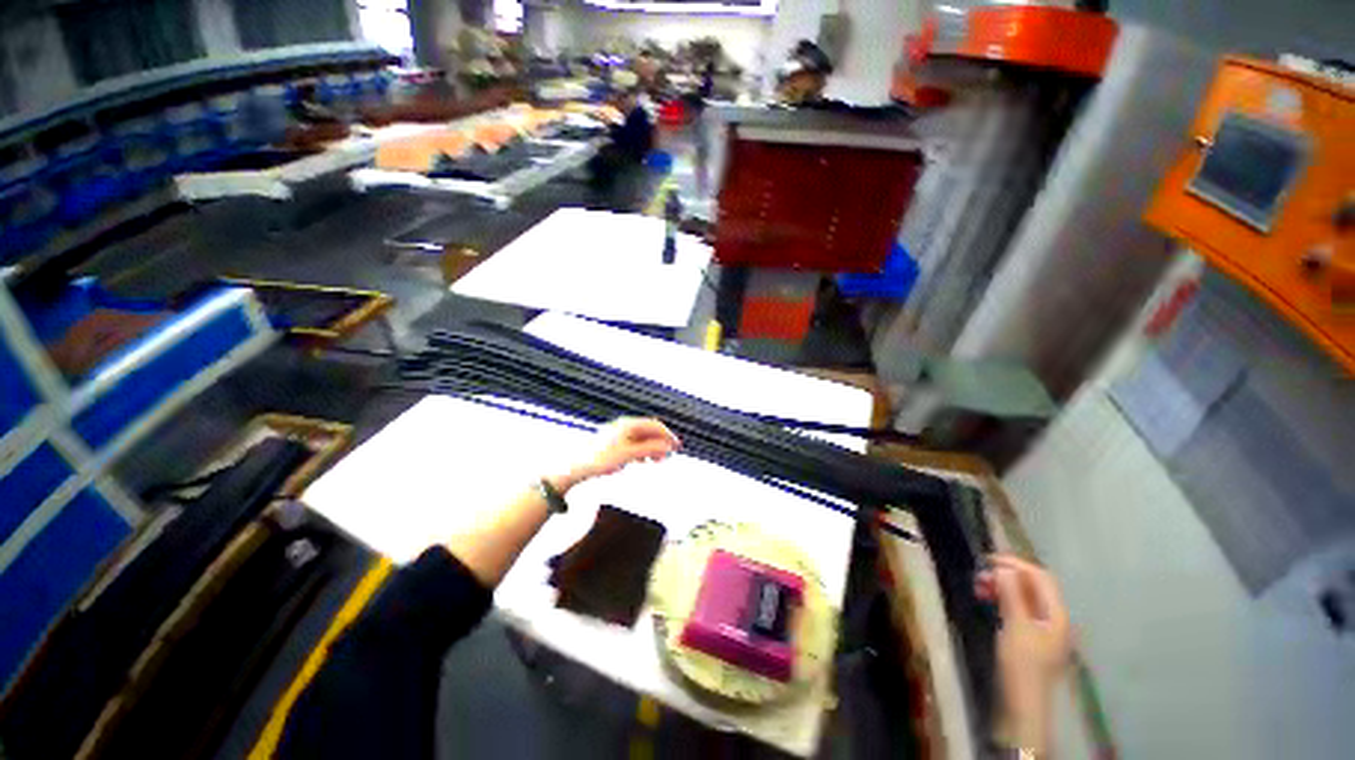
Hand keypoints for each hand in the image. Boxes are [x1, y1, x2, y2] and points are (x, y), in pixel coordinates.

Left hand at [550, 418, 679, 492]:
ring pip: (642, 438)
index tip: (677, 447)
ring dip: (652, 447)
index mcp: (628, 425)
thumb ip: (649, 449)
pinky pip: (633, 443)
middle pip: (649, 431)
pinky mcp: (613, 442)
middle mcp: (624, 426)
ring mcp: (618, 434)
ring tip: (657, 461)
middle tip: (668, 456)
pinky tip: (642, 460)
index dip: (668, 435)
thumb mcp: (628, 455)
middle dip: (661, 442)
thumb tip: (667, 446)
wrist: (573, 466)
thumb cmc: (600, 459)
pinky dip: (642, 450)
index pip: (655, 426)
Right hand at [975, 554, 1072, 753]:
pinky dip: (1004, 600)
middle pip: (1034, 586)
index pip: (1041, 578)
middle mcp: (1055, 618)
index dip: (1016, 564)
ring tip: (979, 587)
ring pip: (1025, 597)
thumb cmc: (1022, 664)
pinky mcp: (1032, 637)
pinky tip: (988, 601)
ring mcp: (1045, 629)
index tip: (987, 560)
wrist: (1022, 703)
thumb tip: (1003, 568)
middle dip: (1007, 576)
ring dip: (1003, 587)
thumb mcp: (1015, 626)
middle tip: (979, 575)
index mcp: (1058, 615)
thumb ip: (1012, 595)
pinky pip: (1020, 608)